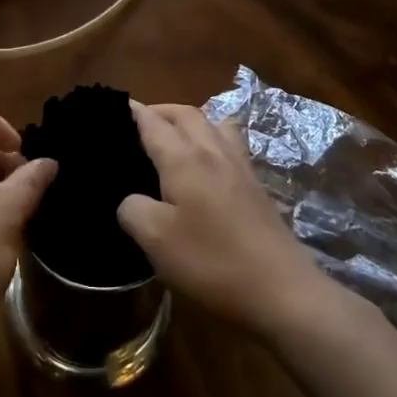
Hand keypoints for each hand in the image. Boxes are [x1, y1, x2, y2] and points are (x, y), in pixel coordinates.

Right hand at [118, 102, 330, 338]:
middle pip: (186, 113)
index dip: (132, 111)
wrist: (281, 290)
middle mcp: (213, 151)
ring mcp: (240, 167)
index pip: (153, 122)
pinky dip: (212, 139)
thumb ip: (133, 209)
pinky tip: (207, 164)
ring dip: (190, 121)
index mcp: (184, 158)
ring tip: (174, 137)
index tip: (115, 107)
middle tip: (139, 123)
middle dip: (161, 111)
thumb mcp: (155, 239)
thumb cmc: (211, 261)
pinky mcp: (256, 186)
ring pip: (214, 123)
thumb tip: (131, 199)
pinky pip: (230, 144)